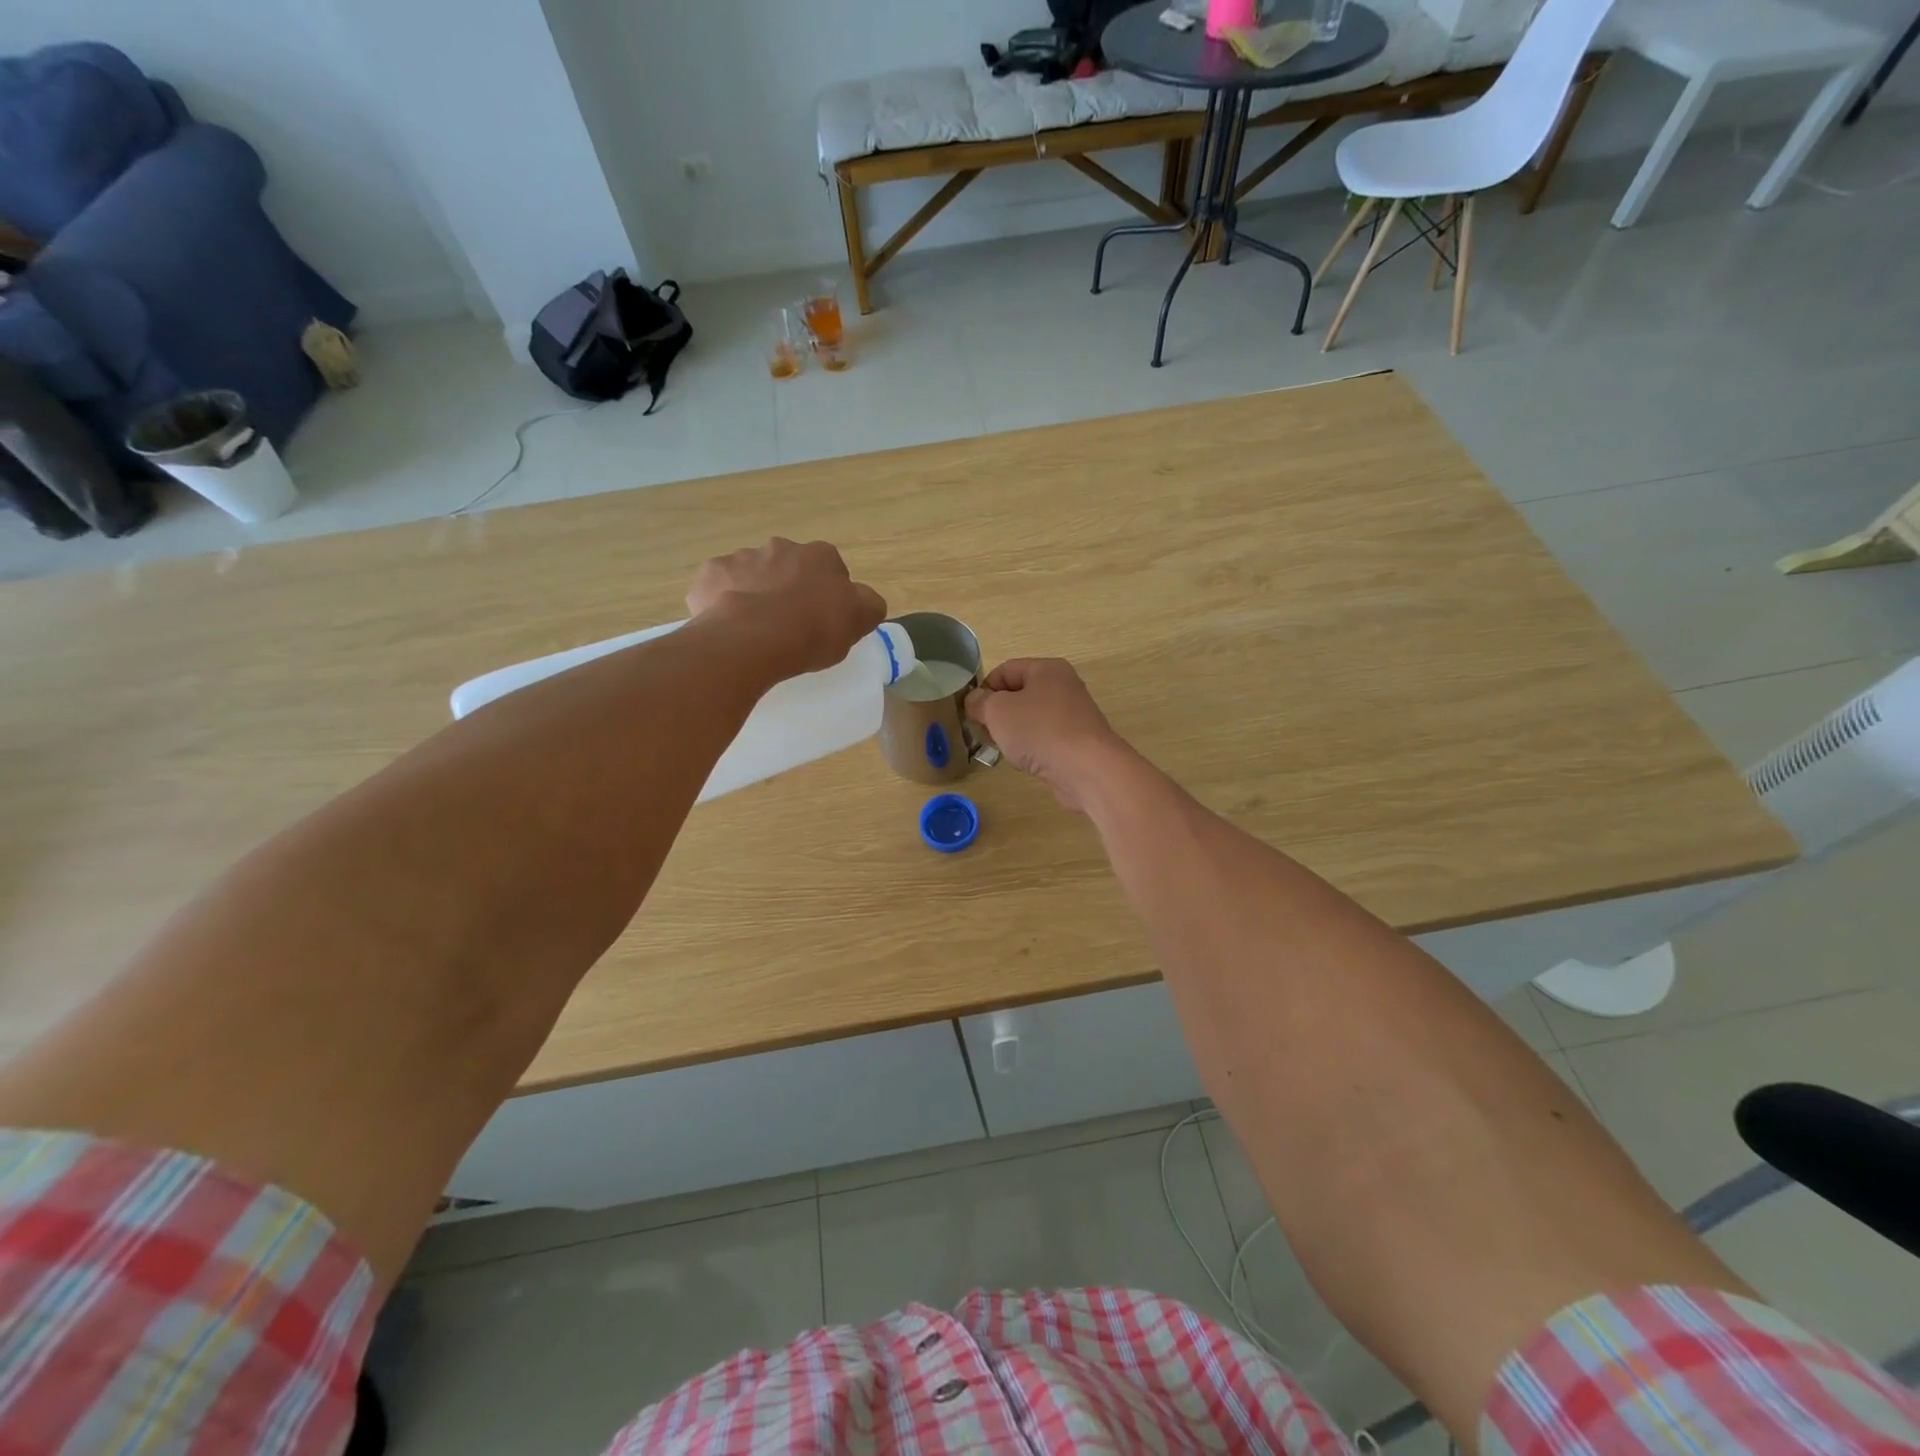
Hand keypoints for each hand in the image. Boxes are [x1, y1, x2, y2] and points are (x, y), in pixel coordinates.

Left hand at [687, 539, 886, 678]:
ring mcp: (741, 557)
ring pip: (751, 575)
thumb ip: (867, 604)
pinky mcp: (710, 575)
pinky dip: (721, 602)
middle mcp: (780, 547)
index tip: (821, 620)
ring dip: (754, 594)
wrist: (755, 639)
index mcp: (820, 556)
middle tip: (787, 625)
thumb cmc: (814, 630)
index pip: (829, 570)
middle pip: (787, 568)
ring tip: (755, 631)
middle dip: (787, 588)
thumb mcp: (858, 621)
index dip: (826, 595)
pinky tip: (727, 627)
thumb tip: (865, 599)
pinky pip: (718, 588)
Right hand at [965, 659, 1133, 812]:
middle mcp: (1063, 687)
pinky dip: (1031, 748)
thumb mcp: (997, 711)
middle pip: (1019, 694)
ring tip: (1002, 749)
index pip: (1006, 670)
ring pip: (1031, 719)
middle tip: (983, 732)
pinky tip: (1025, 762)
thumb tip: (974, 700)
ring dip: (1012, 733)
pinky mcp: (1077, 742)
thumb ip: (980, 702)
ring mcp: (1073, 716)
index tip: (972, 712)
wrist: (1086, 769)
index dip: (984, 688)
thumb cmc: (1039, 730)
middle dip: (997, 713)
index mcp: (1047, 669)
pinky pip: (1045, 739)